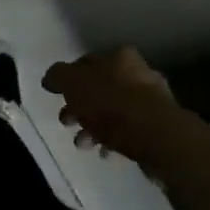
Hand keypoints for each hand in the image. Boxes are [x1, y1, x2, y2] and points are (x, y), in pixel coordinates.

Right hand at [42, 48, 193, 170]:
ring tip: (83, 144)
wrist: (156, 136)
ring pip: (113, 111)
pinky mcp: (158, 126)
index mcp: (119, 56)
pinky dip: (112, 139)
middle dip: (80, 107)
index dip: (69, 80)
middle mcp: (138, 72)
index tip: (58, 98)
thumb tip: (51, 78)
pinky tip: (103, 152)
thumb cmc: (111, 104)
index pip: (86, 62)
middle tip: (66, 122)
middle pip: (100, 88)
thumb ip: (58, 76)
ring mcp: (151, 100)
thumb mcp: (74, 84)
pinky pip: (128, 130)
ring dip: (93, 126)